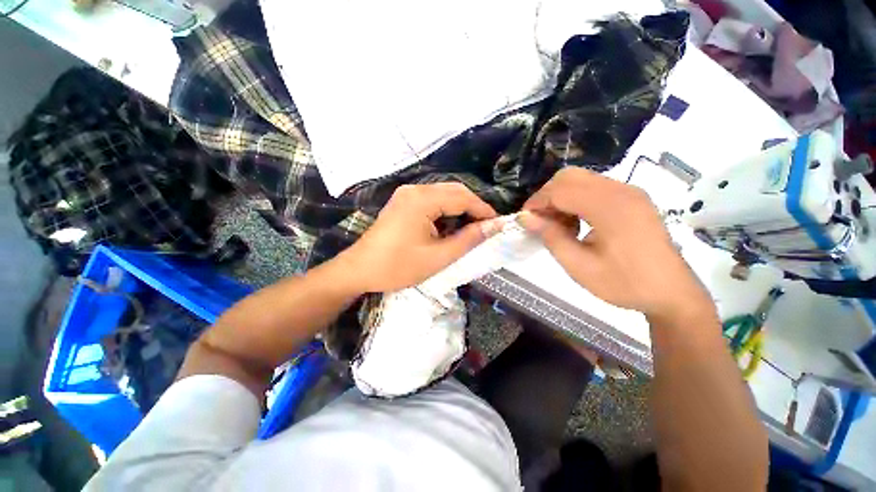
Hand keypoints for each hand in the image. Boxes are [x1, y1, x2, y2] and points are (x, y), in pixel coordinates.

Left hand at [338, 183, 498, 292]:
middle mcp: (415, 189)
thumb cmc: (398, 267)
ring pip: (443, 195)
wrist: (359, 270)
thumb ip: (469, 239)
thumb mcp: (438, 257)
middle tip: (485, 228)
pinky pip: (431, 200)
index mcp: (422, 199)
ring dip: (459, 210)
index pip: (463, 197)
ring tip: (469, 230)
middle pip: (454, 191)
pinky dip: (445, 211)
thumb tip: (494, 226)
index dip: (483, 210)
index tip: (498, 225)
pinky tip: (448, 227)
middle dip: (473, 208)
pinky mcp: (403, 202)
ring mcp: (406, 194)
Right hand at [520, 168, 713, 321]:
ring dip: (561, 197)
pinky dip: (576, 199)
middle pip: (570, 176)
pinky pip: (595, 187)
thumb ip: (551, 237)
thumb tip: (525, 218)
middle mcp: (621, 190)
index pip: (560, 190)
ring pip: (581, 179)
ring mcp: (630, 191)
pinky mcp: (633, 198)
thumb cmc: (624, 283)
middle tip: (540, 221)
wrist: (672, 293)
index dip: (537, 202)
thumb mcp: (579, 266)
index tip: (524, 220)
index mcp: (610, 207)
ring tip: (558, 225)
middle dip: (547, 195)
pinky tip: (577, 222)